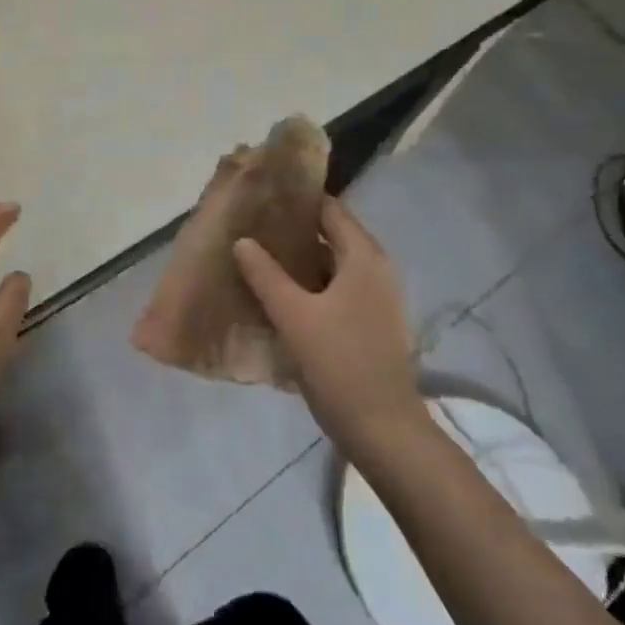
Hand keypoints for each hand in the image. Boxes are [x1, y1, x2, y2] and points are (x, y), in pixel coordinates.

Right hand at [233, 198, 432, 467]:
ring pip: (330, 265)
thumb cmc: (339, 363)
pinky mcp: (368, 322)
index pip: (330, 210)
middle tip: (250, 226)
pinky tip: (277, 294)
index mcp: (364, 257)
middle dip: (292, 230)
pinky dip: (308, 285)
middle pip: (331, 235)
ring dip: (298, 260)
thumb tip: (242, 241)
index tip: (262, 195)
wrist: (382, 428)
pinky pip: (334, 290)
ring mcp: (375, 298)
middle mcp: (375, 270)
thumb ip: (265, 274)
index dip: (298, 200)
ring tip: (256, 256)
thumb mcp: (294, 315)